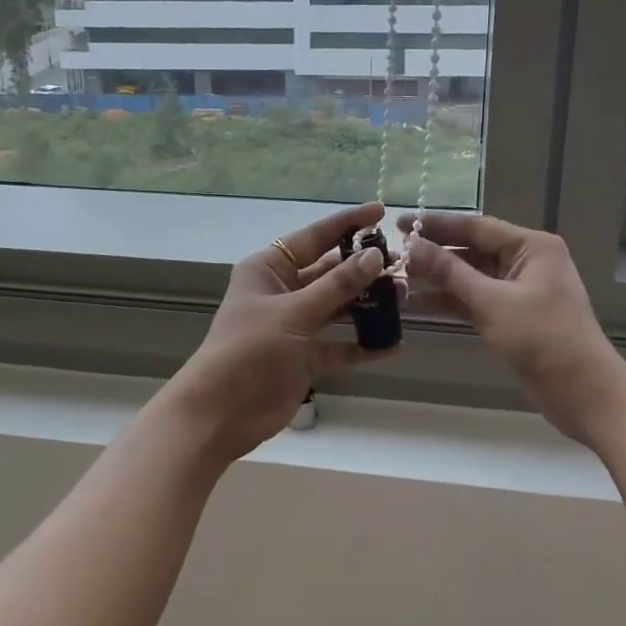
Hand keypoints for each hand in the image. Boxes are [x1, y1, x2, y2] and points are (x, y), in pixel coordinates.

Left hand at [162, 203, 397, 466]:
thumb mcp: (295, 312)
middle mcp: (283, 291)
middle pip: (330, 272)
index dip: (348, 223)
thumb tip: (375, 256)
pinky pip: (340, 344)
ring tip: (404, 299)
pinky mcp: (305, 357)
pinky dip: (363, 344)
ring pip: (338, 306)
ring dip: (368, 304)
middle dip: (364, 268)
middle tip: (403, 264)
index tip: (381, 212)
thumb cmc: (251, 350)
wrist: (221, 414)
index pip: (315, 237)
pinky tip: (392, 344)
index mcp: (270, 269)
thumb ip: (338, 285)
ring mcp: (295, 325)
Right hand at [404, 212, 625, 445]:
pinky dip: (451, 300)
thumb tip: (411, 245)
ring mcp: (520, 290)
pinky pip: (476, 299)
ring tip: (397, 280)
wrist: (584, 392)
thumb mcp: (492, 302)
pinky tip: (419, 303)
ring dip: (438, 280)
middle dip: (434, 254)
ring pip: (471, 276)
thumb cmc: (543, 338)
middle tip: (393, 255)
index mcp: (531, 246)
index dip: (436, 225)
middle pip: (472, 250)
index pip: (476, 226)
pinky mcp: (514, 315)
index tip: (399, 224)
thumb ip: (449, 272)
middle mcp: (527, 261)